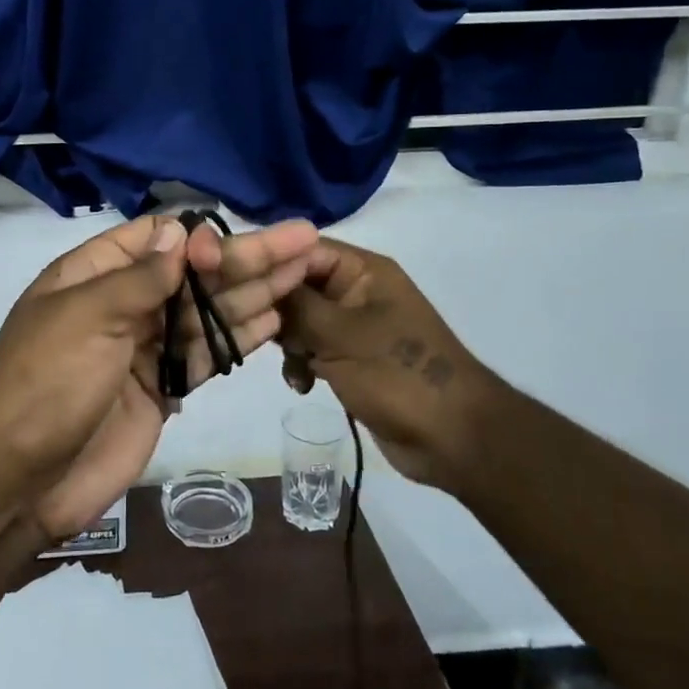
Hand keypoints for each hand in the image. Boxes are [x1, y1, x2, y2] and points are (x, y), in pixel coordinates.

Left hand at [0, 212, 318, 536]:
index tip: (232, 245)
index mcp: (93, 275)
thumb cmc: (47, 382)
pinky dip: (239, 337)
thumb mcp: (87, 316)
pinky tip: (276, 318)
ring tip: (306, 271)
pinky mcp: (161, 388)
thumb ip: (139, 277)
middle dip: (246, 258)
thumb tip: (179, 231)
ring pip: (207, 312)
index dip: (198, 237)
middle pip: (193, 274)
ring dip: (254, 292)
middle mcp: (122, 304)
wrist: (20, 478)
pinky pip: (205, 354)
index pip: (155, 239)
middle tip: (305, 240)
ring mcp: (143, 347)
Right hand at [277, 238, 511, 492]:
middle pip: (298, 285)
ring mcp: (353, 326)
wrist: (452, 439)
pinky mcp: (350, 358)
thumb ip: (295, 304)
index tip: (236, 286)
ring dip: (288, 342)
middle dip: (277, 310)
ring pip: (300, 320)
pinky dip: (302, 363)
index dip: (270, 264)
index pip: (304, 249)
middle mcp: (357, 291)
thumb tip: (258, 278)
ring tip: (292, 366)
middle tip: (260, 333)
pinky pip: (312, 348)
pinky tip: (302, 385)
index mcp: (364, 271)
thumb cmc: (398, 375)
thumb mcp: (340, 335)